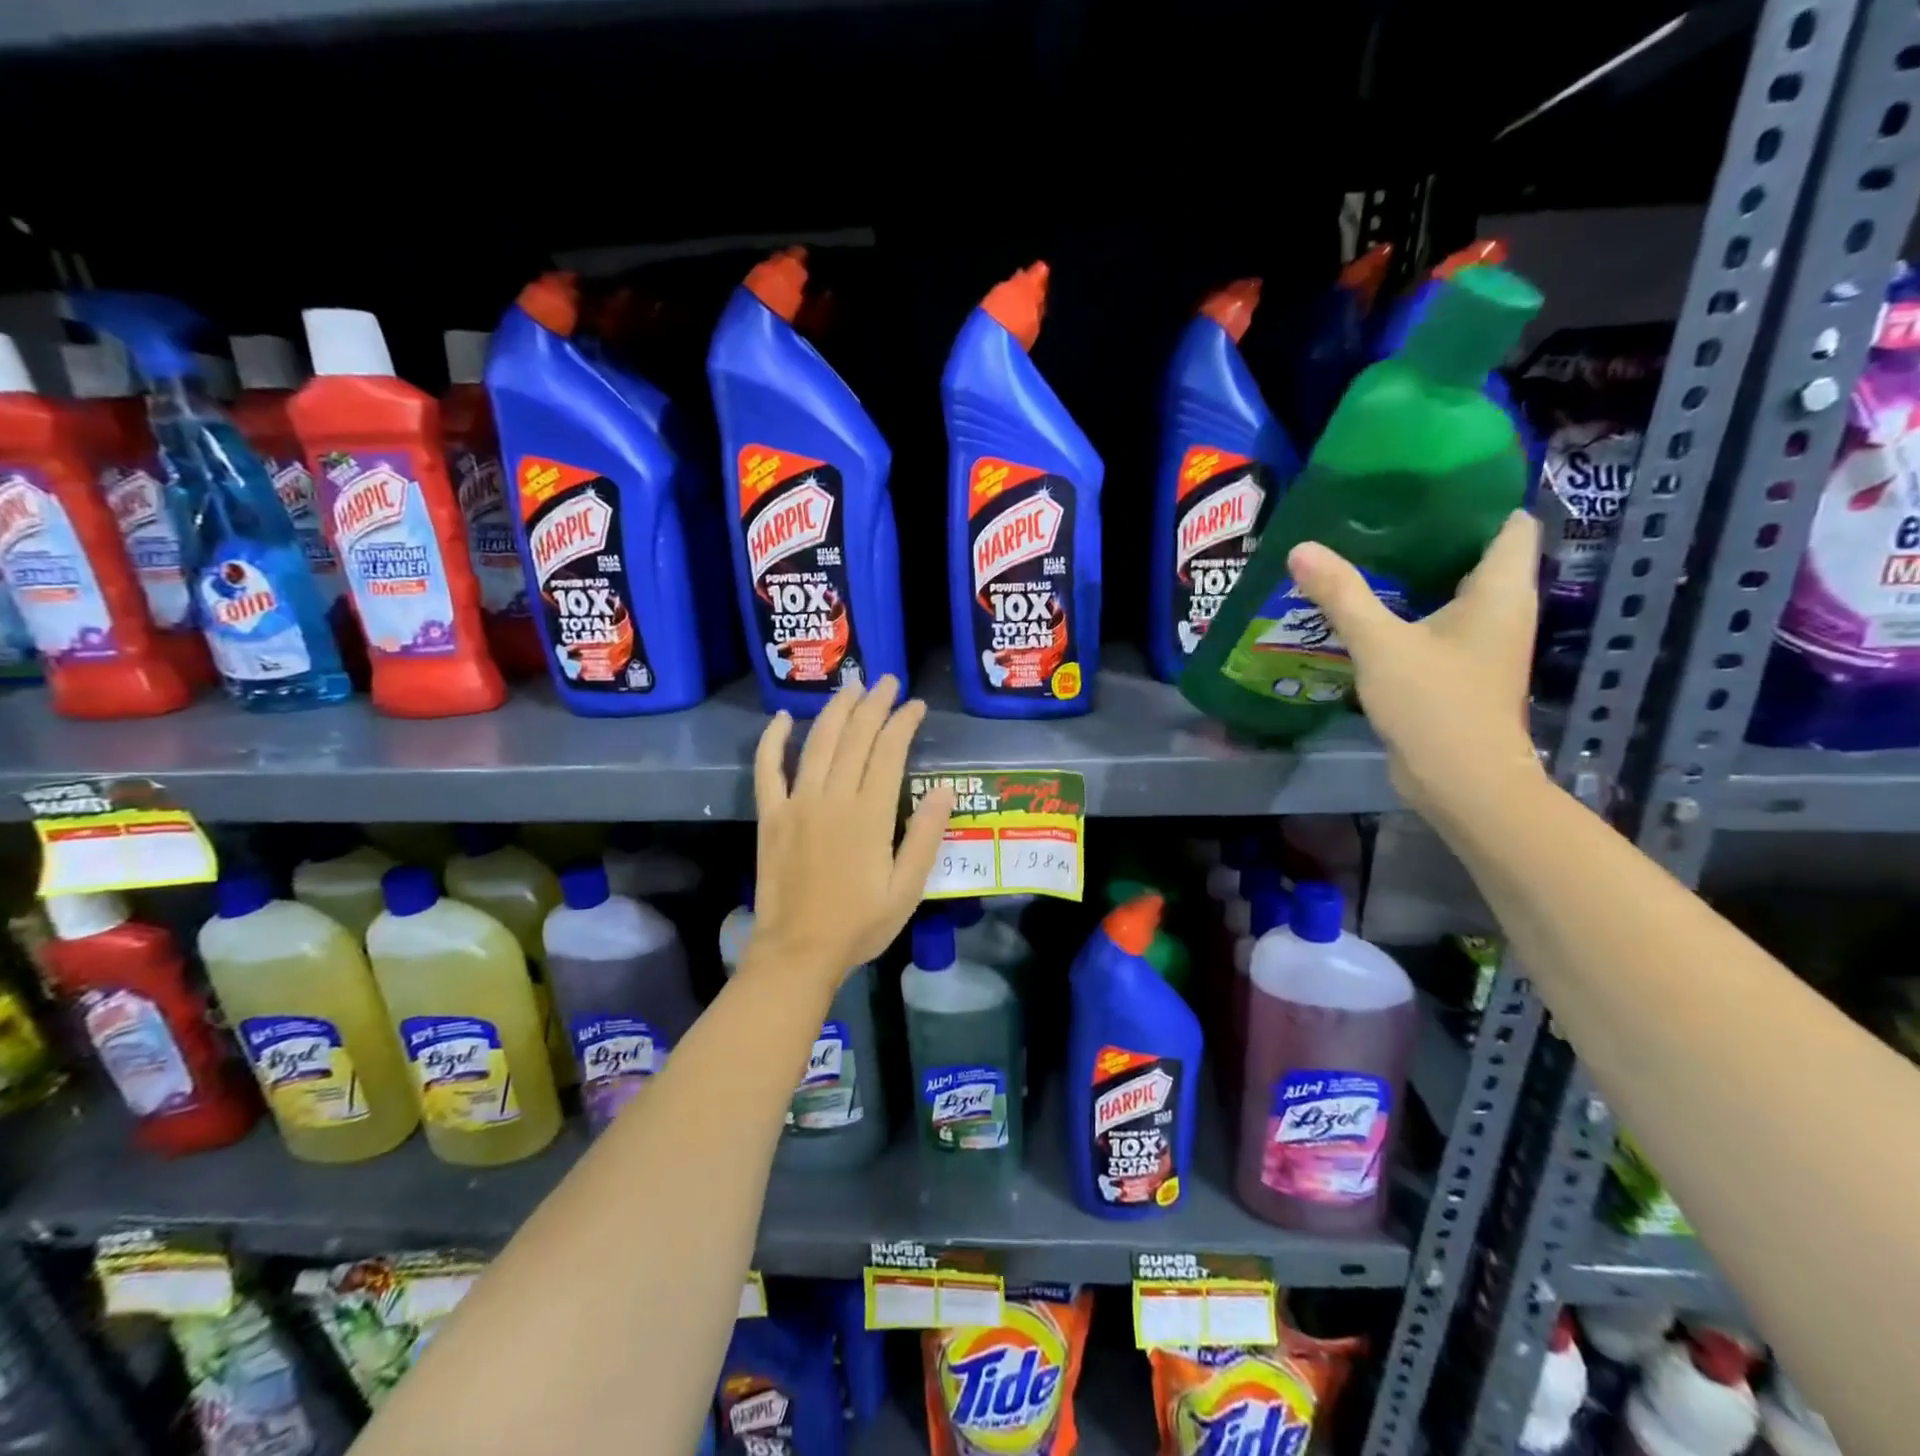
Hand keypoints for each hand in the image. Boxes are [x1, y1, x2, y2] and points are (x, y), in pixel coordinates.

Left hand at [749, 676, 954, 987]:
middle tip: (887, 682)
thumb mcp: (907, 889)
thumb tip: (945, 789)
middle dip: (873, 705)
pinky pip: (768, 770)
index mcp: (869, 815)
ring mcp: (796, 804)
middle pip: (854, 738)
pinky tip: (783, 718)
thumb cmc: (859, 925)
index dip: (903, 723)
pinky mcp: (771, 816)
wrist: (798, 952)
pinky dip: (773, 740)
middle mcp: (832, 798)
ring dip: (835, 711)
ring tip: (851, 687)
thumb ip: (924, 836)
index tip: (915, 705)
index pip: (889, 752)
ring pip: (816, 743)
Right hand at [1286, 510, 1545, 826]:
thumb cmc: (1435, 703)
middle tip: (1379, 516)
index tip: (1426, 485)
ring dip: (1415, 577)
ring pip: (1453, 593)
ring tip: (1364, 554)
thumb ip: (1341, 594)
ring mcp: (1482, 644)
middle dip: (1432, 535)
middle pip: (1477, 555)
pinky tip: (1366, 611)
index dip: (1476, 499)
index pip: (1509, 523)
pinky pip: (1436, 625)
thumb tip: (1301, 549)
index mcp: (1500, 591)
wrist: (1460, 781)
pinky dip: (1407, 612)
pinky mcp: (1459, 671)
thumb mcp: (1380, 643)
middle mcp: (1501, 611)